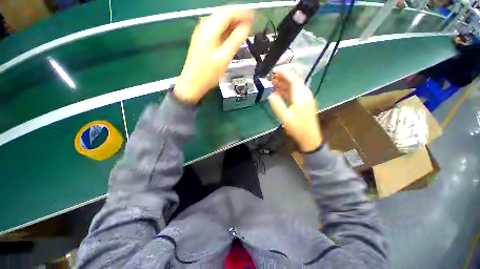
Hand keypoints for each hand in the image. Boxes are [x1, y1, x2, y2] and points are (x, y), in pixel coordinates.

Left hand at [174, 8, 252, 103]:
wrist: (193, 83)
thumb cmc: (208, 74)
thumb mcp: (224, 58)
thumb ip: (236, 40)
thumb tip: (247, 27)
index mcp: (209, 29)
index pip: (228, 12)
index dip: (242, 13)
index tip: (254, 17)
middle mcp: (204, 27)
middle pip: (223, 14)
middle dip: (238, 16)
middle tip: (251, 23)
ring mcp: (202, 33)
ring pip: (220, 21)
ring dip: (233, 23)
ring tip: (244, 29)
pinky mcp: (203, 40)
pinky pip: (217, 29)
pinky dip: (226, 30)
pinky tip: (233, 35)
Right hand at [269, 68, 322, 151]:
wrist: (310, 138)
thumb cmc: (297, 128)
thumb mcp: (285, 118)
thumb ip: (277, 105)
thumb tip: (271, 95)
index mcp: (301, 97)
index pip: (293, 80)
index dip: (284, 74)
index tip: (275, 70)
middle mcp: (305, 95)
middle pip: (295, 82)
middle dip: (283, 78)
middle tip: (272, 77)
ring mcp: (306, 99)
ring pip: (295, 88)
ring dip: (285, 84)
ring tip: (274, 84)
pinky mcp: (305, 103)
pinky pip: (295, 93)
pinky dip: (287, 91)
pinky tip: (280, 93)